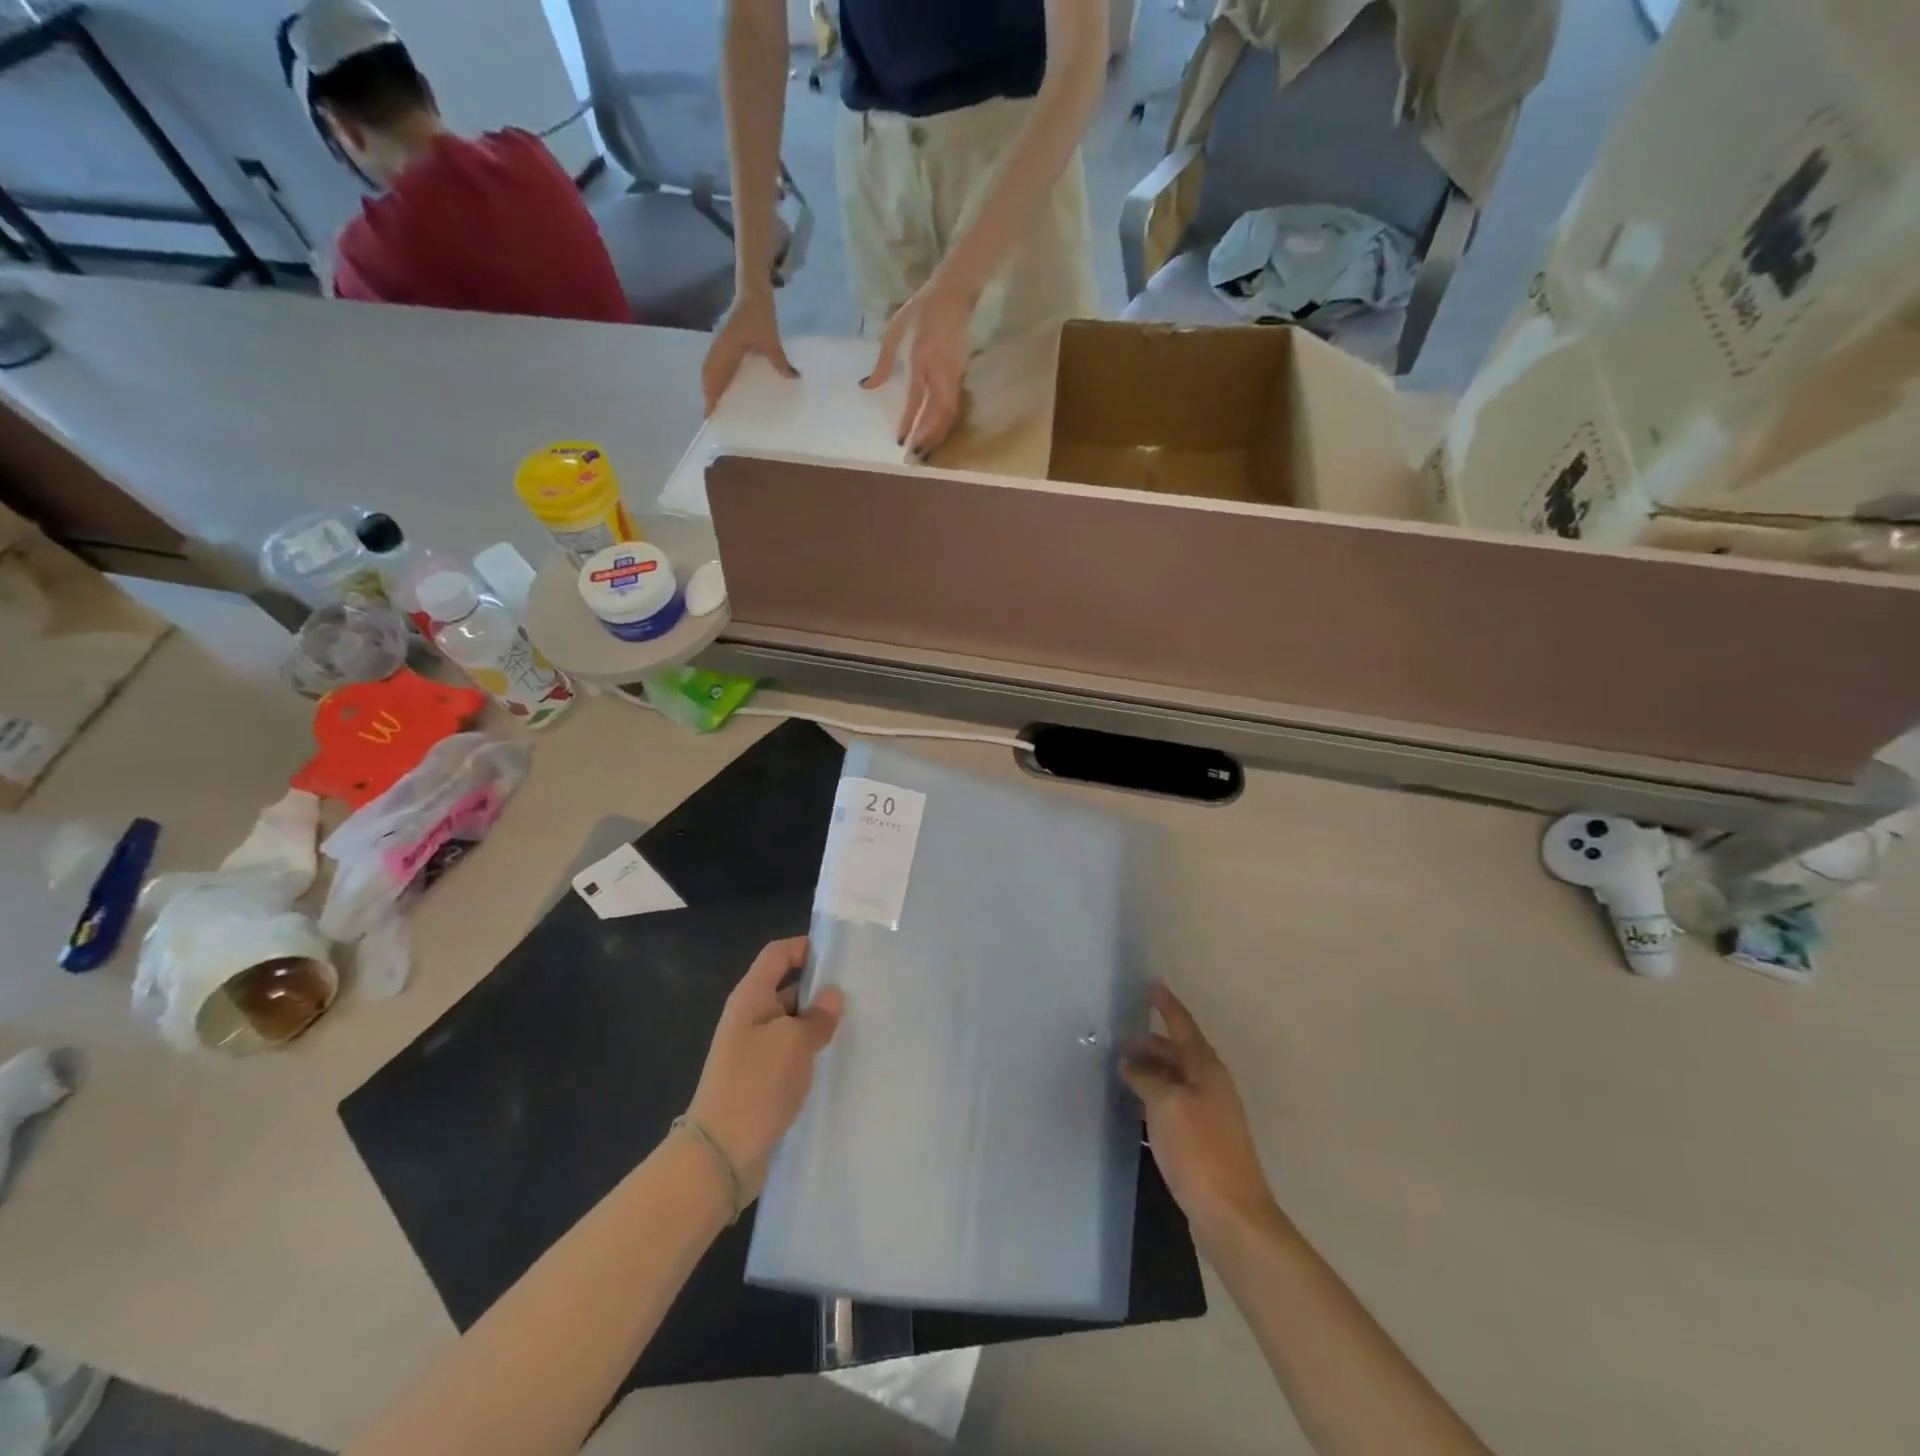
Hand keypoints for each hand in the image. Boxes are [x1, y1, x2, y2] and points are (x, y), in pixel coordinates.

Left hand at [685, 938, 842, 1198]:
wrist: (721, 1154)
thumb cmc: (756, 1084)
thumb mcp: (794, 1042)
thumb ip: (817, 1016)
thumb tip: (832, 995)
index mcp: (751, 997)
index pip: (778, 954)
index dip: (806, 947)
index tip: (841, 955)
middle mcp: (750, 1017)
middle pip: (787, 986)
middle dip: (820, 988)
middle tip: (860, 992)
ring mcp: (754, 1050)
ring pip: (792, 1023)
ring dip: (818, 1023)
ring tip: (857, 1024)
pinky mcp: (761, 1079)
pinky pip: (790, 1053)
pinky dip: (811, 1052)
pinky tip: (837, 1059)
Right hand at [702, 287, 796, 414]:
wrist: (752, 290)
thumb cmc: (759, 313)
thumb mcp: (771, 338)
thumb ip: (779, 360)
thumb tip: (792, 378)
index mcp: (725, 350)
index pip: (713, 378)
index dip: (710, 396)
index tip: (709, 414)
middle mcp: (719, 349)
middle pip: (708, 377)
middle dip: (709, 396)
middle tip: (715, 415)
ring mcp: (721, 345)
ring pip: (711, 371)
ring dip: (712, 387)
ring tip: (719, 405)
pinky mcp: (726, 342)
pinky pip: (719, 364)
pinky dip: (719, 377)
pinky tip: (729, 386)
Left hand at [862, 273, 977, 454]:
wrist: (953, 295)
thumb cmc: (920, 312)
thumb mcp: (894, 333)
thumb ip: (882, 363)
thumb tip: (867, 387)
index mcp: (922, 360)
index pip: (916, 399)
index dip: (909, 422)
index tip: (901, 440)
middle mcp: (940, 373)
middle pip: (938, 414)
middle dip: (928, 437)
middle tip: (916, 456)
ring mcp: (954, 376)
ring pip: (949, 414)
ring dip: (938, 434)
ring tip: (926, 451)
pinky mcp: (961, 377)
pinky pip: (954, 407)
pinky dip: (945, 424)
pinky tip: (937, 434)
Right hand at [1123, 985, 1276, 1238]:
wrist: (1232, 1216)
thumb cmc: (1198, 1151)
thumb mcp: (1165, 1105)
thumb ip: (1146, 1077)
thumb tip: (1131, 1062)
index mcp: (1206, 1069)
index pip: (1183, 1025)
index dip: (1167, 1006)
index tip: (1151, 985)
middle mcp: (1211, 1085)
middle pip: (1179, 1052)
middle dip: (1152, 1041)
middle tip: (1120, 1036)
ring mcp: (1209, 1114)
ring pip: (1176, 1079)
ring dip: (1152, 1070)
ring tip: (1122, 1067)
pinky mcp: (1203, 1140)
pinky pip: (1174, 1103)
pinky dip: (1155, 1096)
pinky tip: (1137, 1105)